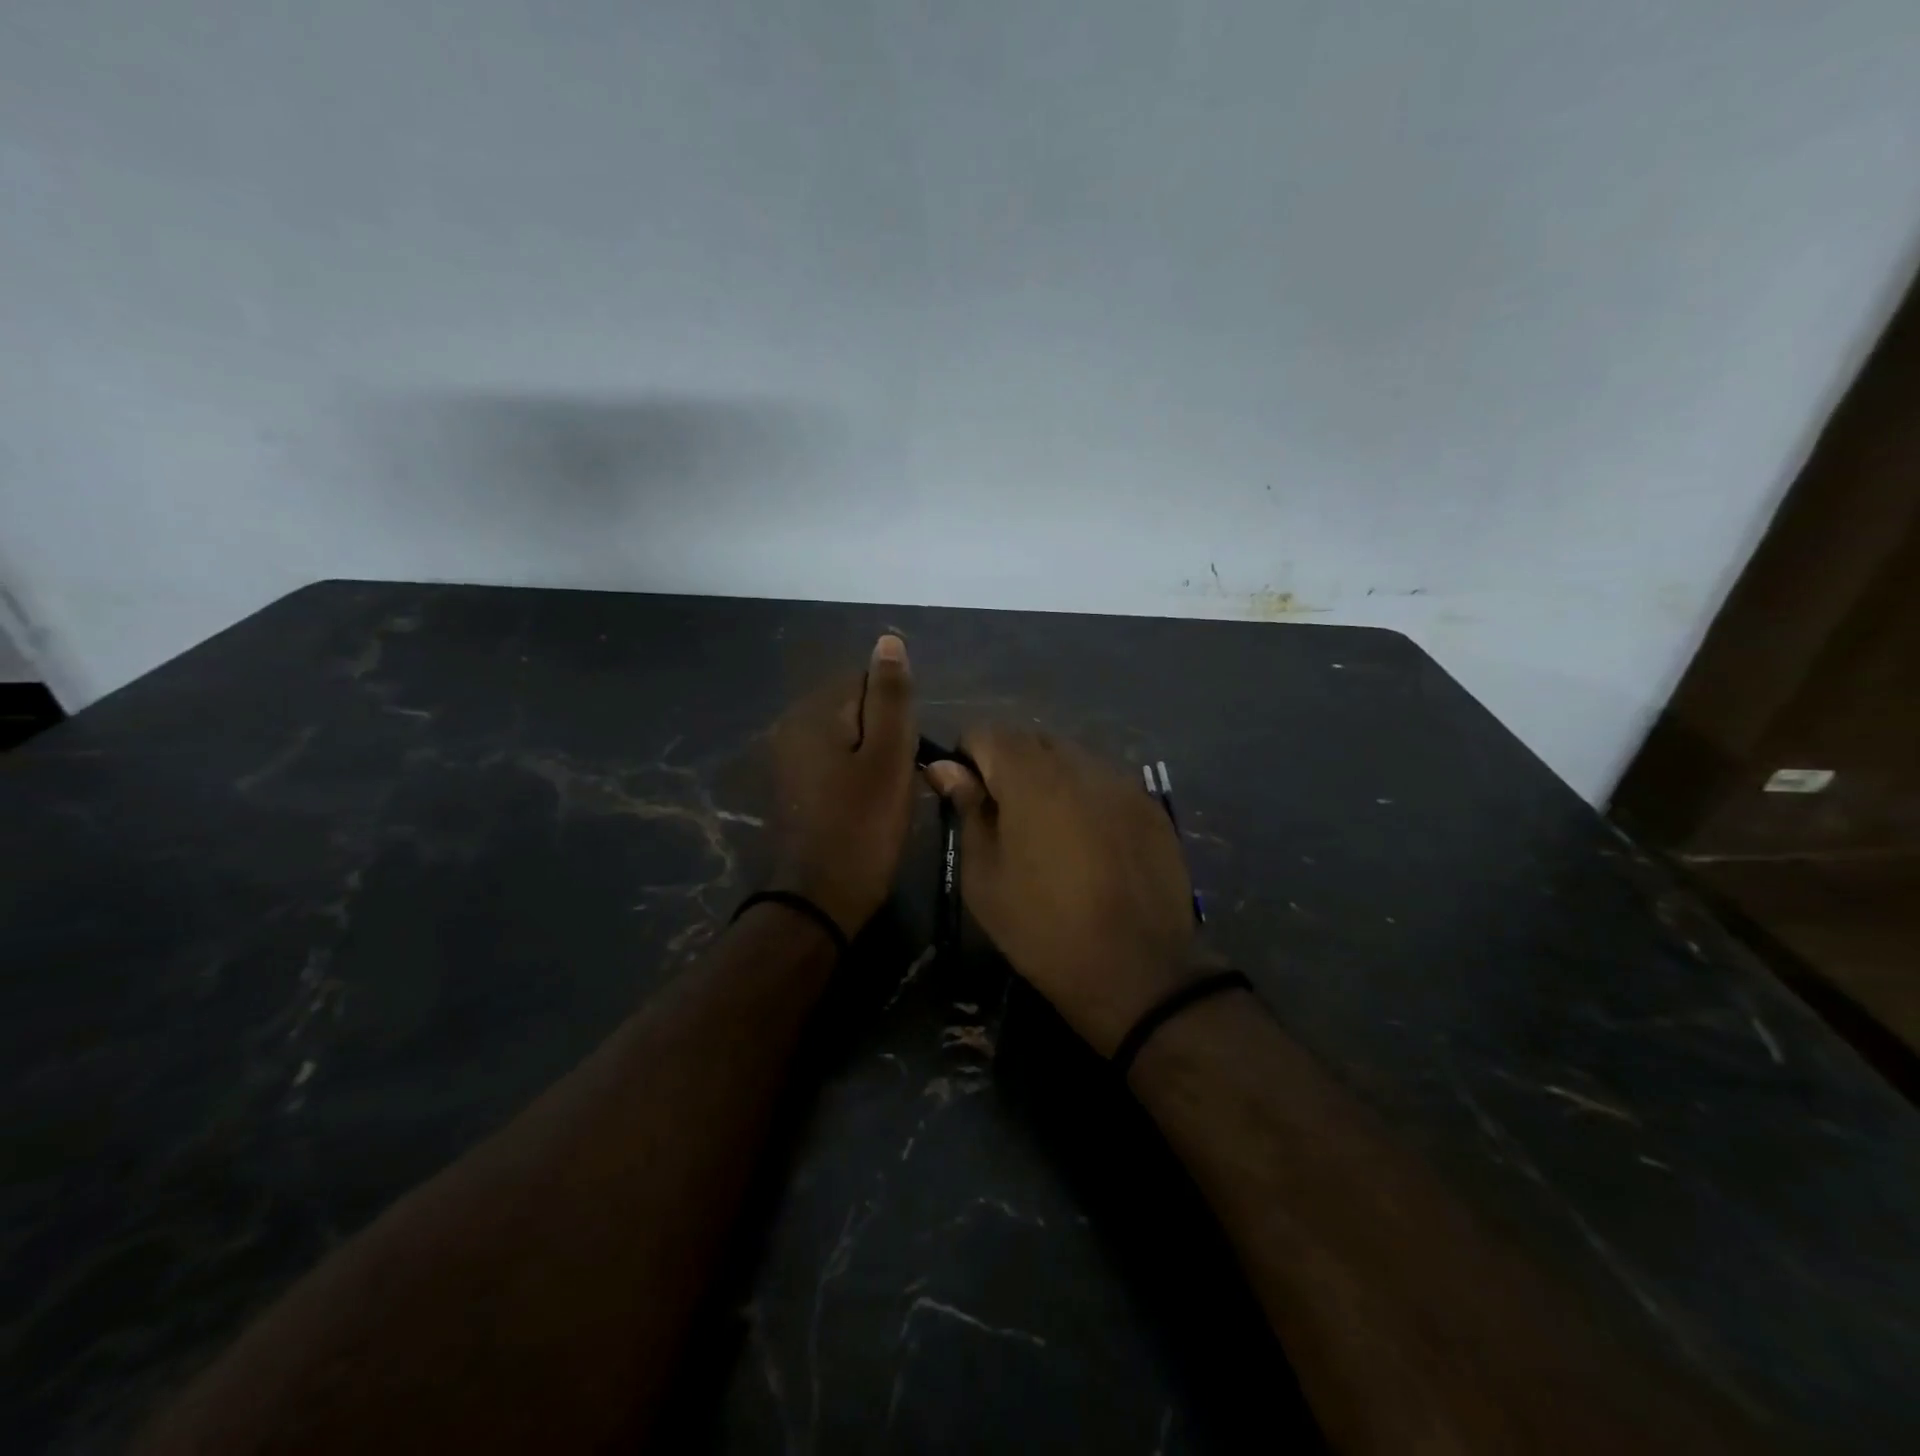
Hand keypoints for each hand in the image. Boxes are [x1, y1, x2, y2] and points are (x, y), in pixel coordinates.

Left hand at [767, 634, 917, 938]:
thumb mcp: (888, 757)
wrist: (818, 900)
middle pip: (854, 709)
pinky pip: (832, 764)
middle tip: (898, 777)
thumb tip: (887, 640)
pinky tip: (865, 806)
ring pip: (846, 738)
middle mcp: (791, 726)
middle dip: (883, 735)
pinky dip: (853, 777)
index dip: (896, 714)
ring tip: (886, 795)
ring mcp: (786, 758)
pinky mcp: (791, 787)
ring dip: (871, 758)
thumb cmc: (862, 827)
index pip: (867, 680)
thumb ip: (890, 697)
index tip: (905, 753)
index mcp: (814, 712)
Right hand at [925, 727, 1200, 1054]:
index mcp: (1032, 777)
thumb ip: (968, 811)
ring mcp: (1122, 782)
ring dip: (1051, 780)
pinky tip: (1090, 844)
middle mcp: (1080, 764)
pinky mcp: (1150, 806)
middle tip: (1006, 820)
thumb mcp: (985, 876)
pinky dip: (1087, 798)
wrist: (1137, 971)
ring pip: (1072, 758)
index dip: (968, 759)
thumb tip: (946, 769)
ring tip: (1050, 832)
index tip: (968, 799)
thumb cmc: (1043, 928)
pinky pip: (1105, 783)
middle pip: (1032, 741)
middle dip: (1010, 766)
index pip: (987, 734)